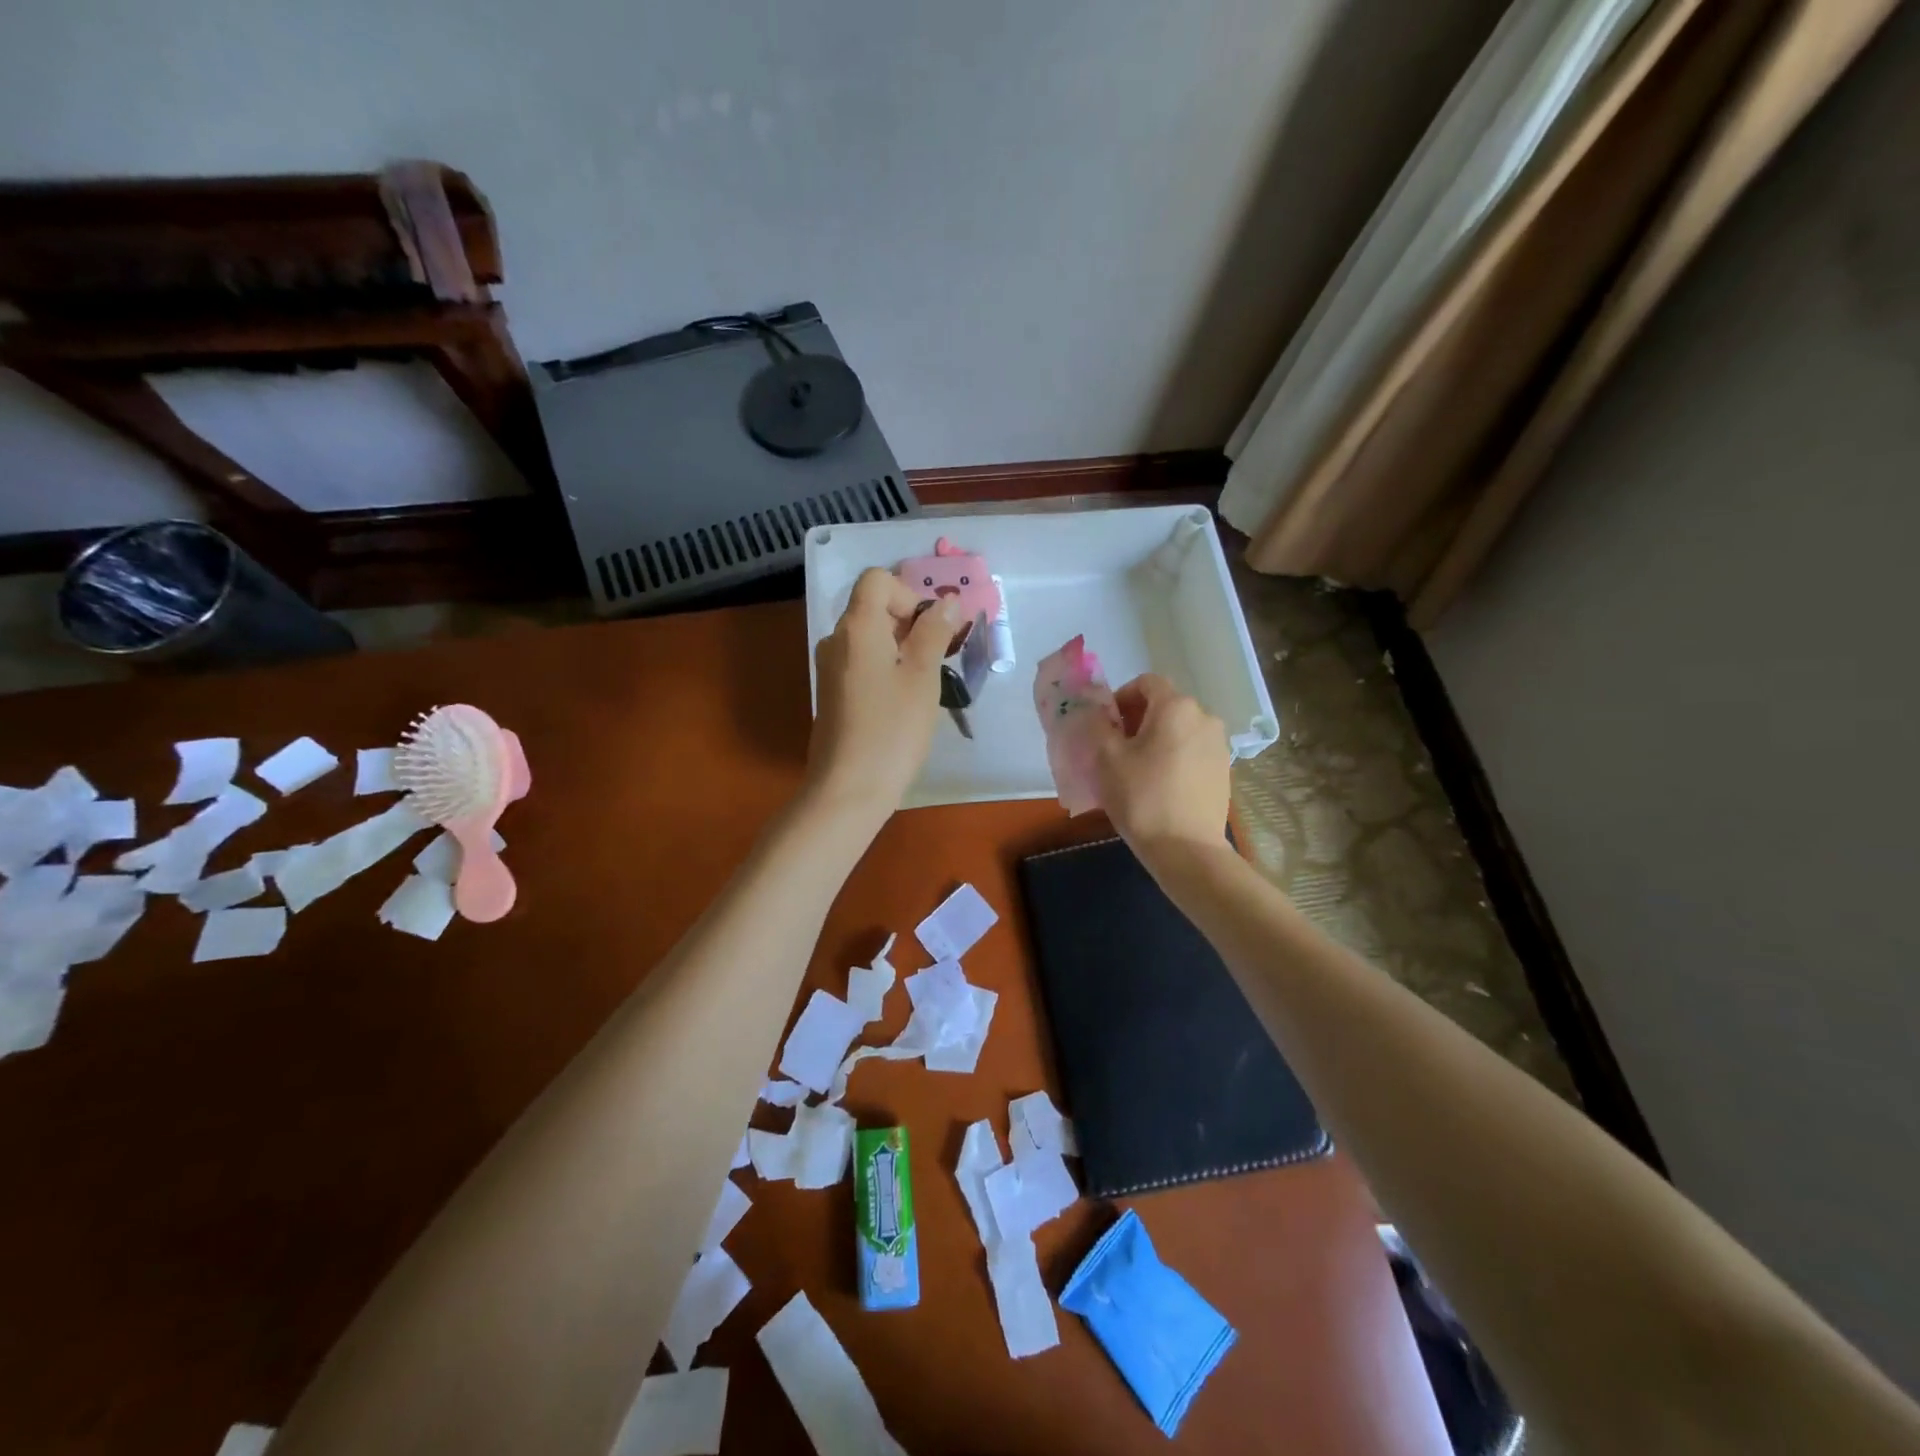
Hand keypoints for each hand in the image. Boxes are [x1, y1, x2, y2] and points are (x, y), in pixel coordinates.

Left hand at [808, 568, 959, 818]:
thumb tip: (947, 601)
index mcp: (856, 627)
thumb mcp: (923, 678)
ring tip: (925, 683)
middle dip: (910, 622)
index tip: (930, 630)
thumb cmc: (892, 730)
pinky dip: (886, 667)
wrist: (848, 789)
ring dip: (901, 647)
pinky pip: (861, 662)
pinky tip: (903, 701)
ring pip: (869, 637)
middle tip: (939, 658)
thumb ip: (934, 632)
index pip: (877, 579)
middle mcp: (836, 639)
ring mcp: (830, 668)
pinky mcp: (832, 693)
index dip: (908, 594)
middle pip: (873, 607)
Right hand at [1091, 673, 1231, 861]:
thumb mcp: (1106, 758)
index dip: (1121, 697)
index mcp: (1176, 707)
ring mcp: (1219, 744)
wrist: (1186, 848)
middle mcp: (1204, 717)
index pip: (1146, 683)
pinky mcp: (1223, 769)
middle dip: (1137, 720)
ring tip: (1137, 769)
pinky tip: (1159, 785)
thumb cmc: (1141, 797)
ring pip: (1179, 729)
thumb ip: (1097, 724)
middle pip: (1165, 705)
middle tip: (1116, 749)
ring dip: (1156, 739)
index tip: (1106, 725)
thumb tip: (1095, 711)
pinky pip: (1192, 750)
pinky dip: (1173, 757)